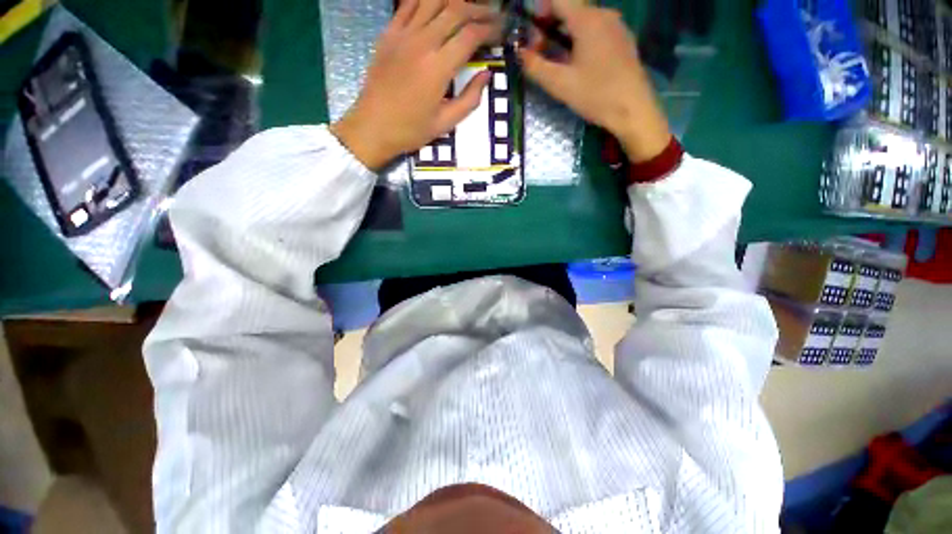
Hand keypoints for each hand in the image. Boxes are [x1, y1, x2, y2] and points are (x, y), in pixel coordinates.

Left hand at [330, 0, 500, 169]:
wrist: (373, 126)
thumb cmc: (411, 130)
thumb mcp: (446, 123)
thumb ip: (470, 99)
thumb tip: (486, 75)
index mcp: (438, 68)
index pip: (470, 35)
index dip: (490, 29)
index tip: (501, 32)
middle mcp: (423, 42)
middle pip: (456, 10)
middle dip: (479, 10)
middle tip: (493, 16)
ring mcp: (403, 34)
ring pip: (434, 0)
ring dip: (456, 0)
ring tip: (469, 8)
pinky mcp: (389, 32)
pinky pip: (409, 3)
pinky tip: (439, 4)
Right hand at [519, 0, 670, 162]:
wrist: (633, 110)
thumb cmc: (596, 95)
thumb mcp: (560, 84)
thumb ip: (536, 67)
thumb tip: (519, 53)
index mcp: (587, 20)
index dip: (540, 9)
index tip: (531, 32)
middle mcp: (604, 14)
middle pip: (571, 8)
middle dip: (551, 25)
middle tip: (540, 52)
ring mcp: (617, 26)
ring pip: (584, 20)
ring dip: (566, 34)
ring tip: (558, 61)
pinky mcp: (623, 40)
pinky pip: (597, 30)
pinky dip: (582, 39)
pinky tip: (579, 64)